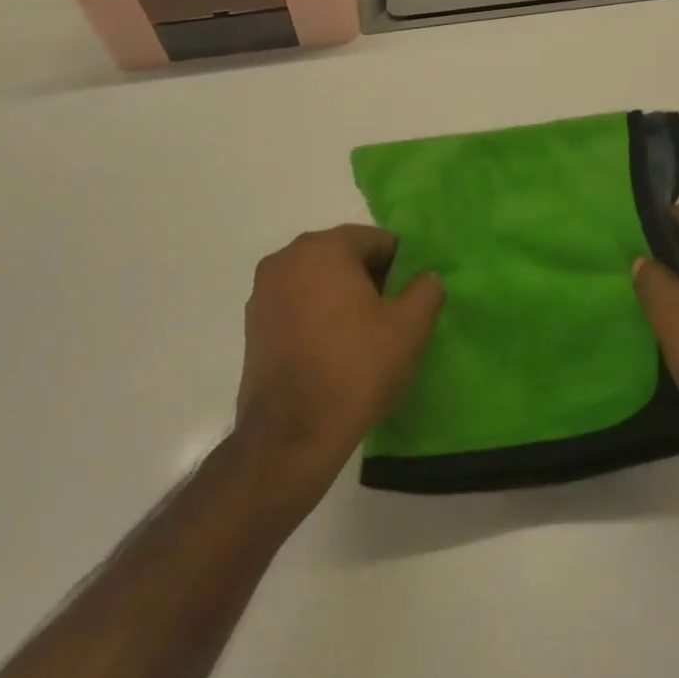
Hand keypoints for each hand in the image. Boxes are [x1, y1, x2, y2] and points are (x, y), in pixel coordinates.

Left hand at [233, 226, 443, 510]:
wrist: (291, 437)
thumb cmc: (355, 370)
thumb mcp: (409, 328)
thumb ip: (426, 290)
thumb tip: (425, 278)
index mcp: (325, 248)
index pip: (375, 240)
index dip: (398, 267)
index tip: (406, 301)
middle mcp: (287, 258)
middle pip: (343, 255)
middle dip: (368, 279)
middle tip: (387, 318)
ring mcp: (264, 291)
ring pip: (317, 279)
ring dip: (340, 296)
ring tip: (359, 337)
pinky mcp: (252, 323)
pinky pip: (296, 303)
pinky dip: (315, 314)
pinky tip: (329, 350)